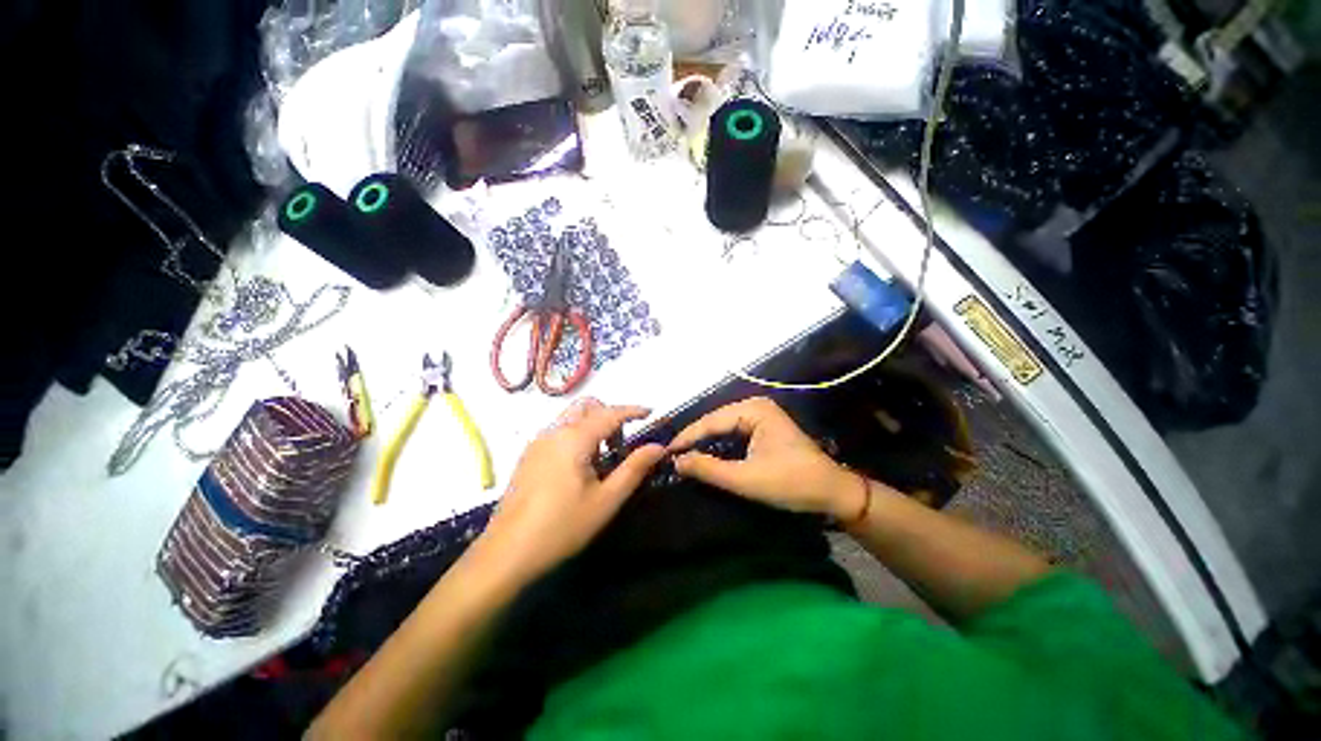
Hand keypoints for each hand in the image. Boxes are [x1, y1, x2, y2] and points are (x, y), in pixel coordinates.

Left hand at [472, 399, 665, 584]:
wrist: (507, 553)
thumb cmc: (562, 526)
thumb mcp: (606, 500)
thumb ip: (634, 468)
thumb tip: (658, 446)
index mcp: (574, 438)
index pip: (610, 413)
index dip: (632, 410)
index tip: (650, 413)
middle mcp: (554, 431)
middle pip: (587, 406)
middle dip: (609, 415)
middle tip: (621, 443)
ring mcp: (538, 442)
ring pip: (571, 417)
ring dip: (592, 425)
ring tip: (603, 458)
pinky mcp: (529, 455)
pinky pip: (559, 431)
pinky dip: (577, 435)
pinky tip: (580, 466)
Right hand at [670, 397, 858, 518]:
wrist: (833, 493)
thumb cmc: (791, 483)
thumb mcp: (746, 479)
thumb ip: (709, 468)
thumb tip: (676, 461)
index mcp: (753, 409)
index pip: (710, 421)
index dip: (686, 438)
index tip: (664, 452)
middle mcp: (755, 405)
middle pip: (715, 421)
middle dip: (694, 439)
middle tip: (671, 456)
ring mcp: (760, 415)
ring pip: (723, 427)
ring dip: (705, 442)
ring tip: (682, 456)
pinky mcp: (763, 427)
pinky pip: (733, 433)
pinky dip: (718, 444)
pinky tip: (705, 455)